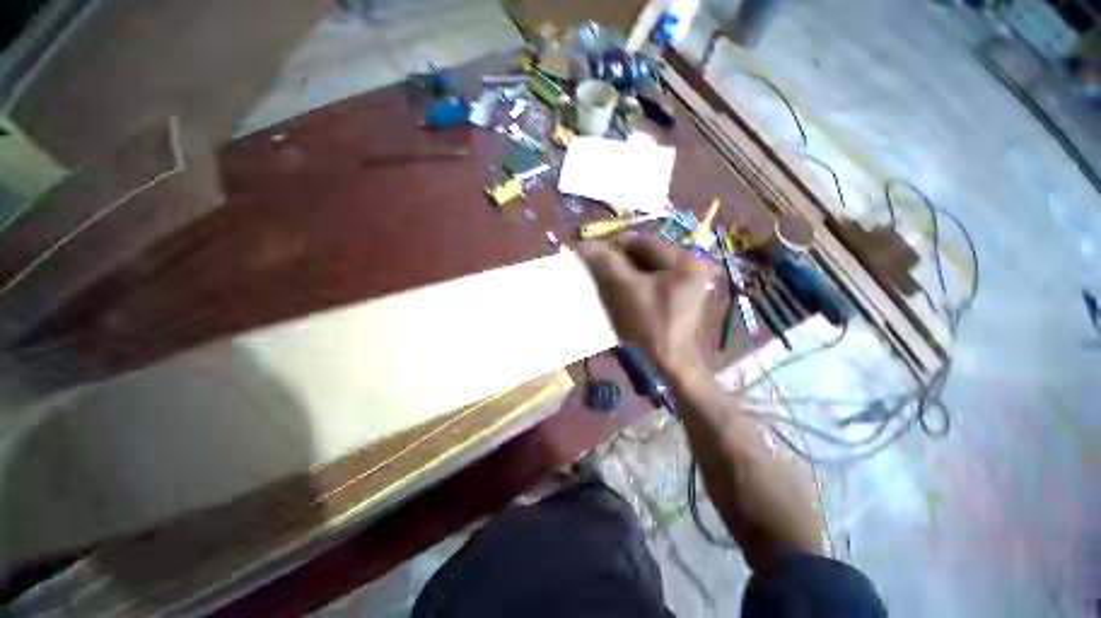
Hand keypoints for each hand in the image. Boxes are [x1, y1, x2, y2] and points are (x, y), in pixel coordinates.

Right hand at [578, 236, 714, 376]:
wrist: (667, 366)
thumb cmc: (648, 326)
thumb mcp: (623, 290)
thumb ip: (604, 262)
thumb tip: (583, 245)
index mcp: (685, 259)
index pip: (640, 242)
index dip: (613, 250)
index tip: (595, 264)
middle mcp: (691, 266)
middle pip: (644, 255)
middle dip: (620, 265)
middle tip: (602, 279)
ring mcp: (687, 283)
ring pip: (646, 269)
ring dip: (626, 276)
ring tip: (611, 289)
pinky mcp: (680, 297)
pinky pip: (652, 283)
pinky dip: (635, 286)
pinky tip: (624, 298)